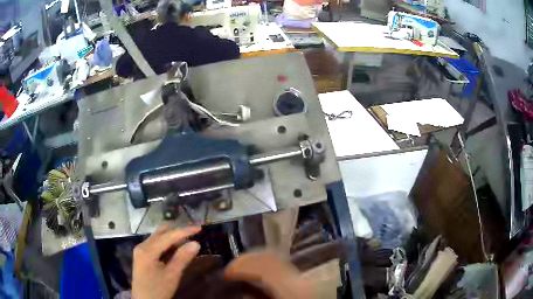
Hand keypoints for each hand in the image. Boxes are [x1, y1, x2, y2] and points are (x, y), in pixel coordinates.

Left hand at [132, 224, 200, 298]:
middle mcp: (142, 245)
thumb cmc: (158, 290)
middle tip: (194, 231)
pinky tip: (177, 246)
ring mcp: (141, 249)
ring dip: (173, 235)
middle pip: (161, 231)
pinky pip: (156, 243)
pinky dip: (168, 242)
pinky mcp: (143, 255)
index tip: (200, 228)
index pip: (168, 235)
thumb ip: (182, 258)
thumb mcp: (172, 276)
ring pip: (158, 236)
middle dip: (178, 229)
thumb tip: (196, 243)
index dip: (185, 231)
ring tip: (189, 237)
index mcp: (147, 250)